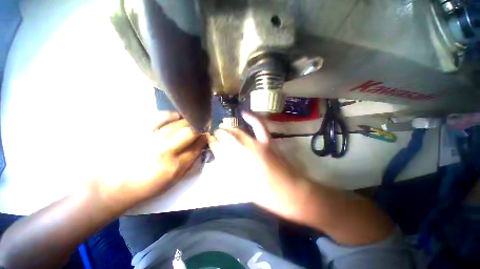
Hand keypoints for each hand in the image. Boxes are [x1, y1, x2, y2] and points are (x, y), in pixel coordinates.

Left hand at [92, 112, 206, 210]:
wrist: (115, 184)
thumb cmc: (147, 186)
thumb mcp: (173, 180)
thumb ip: (189, 163)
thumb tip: (199, 148)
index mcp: (175, 166)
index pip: (197, 147)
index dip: (204, 140)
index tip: (206, 136)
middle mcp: (166, 150)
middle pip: (190, 133)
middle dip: (199, 128)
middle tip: (201, 128)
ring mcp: (152, 139)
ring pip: (178, 124)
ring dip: (189, 122)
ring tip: (192, 122)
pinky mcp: (141, 132)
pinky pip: (160, 117)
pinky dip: (171, 115)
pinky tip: (176, 117)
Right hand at [208, 112, 312, 218]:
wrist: (289, 190)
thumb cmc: (264, 193)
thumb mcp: (241, 186)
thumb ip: (230, 170)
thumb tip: (222, 159)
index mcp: (235, 164)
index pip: (219, 149)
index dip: (213, 144)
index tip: (211, 141)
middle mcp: (243, 150)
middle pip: (227, 138)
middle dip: (219, 134)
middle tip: (215, 134)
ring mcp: (256, 144)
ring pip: (239, 131)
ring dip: (229, 128)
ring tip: (223, 126)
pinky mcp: (267, 141)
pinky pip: (259, 125)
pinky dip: (251, 118)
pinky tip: (244, 113)